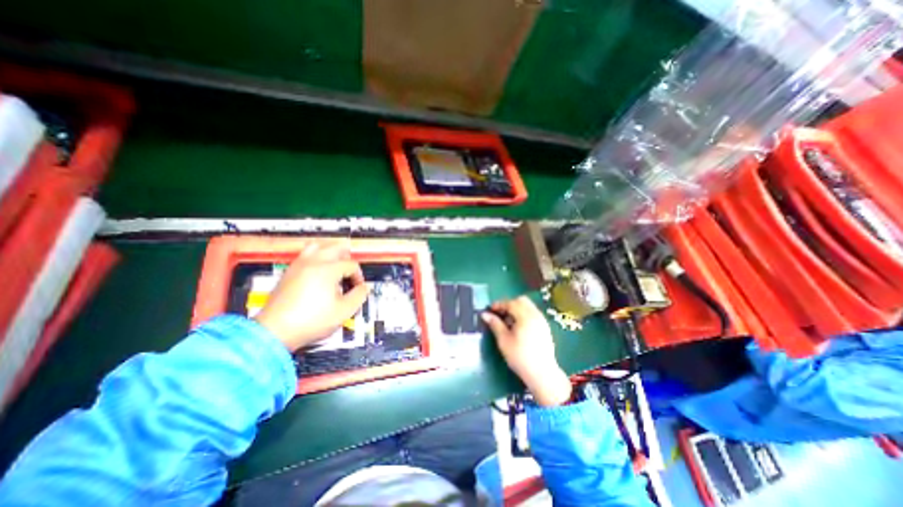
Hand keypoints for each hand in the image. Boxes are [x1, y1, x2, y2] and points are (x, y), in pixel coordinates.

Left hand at [251, 237, 366, 349]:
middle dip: (347, 257)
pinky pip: (305, 254)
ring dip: (331, 251)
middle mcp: (313, 262)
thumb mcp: (344, 311)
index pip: (351, 265)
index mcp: (328, 270)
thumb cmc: (312, 320)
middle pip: (336, 247)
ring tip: (336, 263)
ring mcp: (299, 265)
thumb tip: (364, 287)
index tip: (358, 289)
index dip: (359, 276)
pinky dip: (317, 256)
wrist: (275, 331)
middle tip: (350, 271)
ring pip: (318, 246)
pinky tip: (319, 270)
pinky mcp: (289, 272)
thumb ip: (359, 296)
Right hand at [479, 297, 570, 406]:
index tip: (489, 310)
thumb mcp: (503, 340)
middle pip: (521, 301)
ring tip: (507, 321)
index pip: (510, 303)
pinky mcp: (545, 327)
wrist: (542, 374)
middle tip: (499, 314)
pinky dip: (523, 314)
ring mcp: (542, 320)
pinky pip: (533, 313)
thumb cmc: (520, 357)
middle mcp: (535, 314)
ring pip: (528, 306)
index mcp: (525, 316)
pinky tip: (518, 327)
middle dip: (508, 304)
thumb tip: (484, 314)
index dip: (498, 305)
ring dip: (516, 308)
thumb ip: (495, 324)